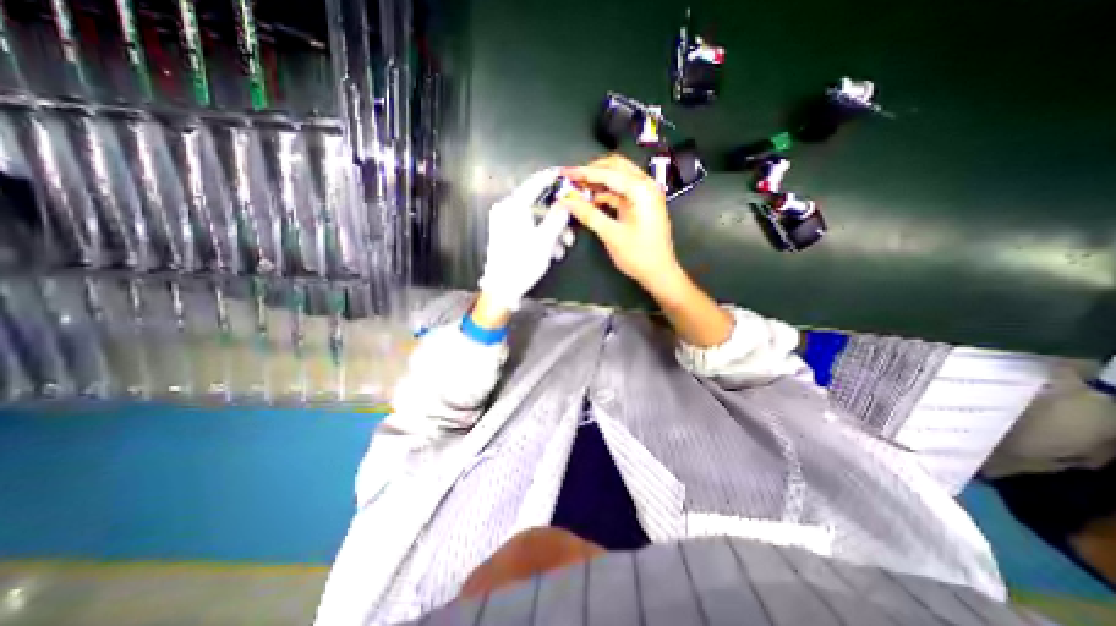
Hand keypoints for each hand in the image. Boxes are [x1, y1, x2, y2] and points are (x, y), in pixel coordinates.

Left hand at [476, 169, 573, 310]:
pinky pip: (529, 227)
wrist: (501, 289)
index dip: (554, 178)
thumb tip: (566, 202)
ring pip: (536, 218)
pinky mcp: (506, 233)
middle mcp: (507, 209)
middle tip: (571, 232)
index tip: (568, 175)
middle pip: (539, 204)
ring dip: (553, 232)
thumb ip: (557, 218)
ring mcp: (505, 222)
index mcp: (513, 206)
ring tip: (562, 249)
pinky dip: (542, 237)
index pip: (536, 183)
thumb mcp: (545, 240)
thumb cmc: (522, 263)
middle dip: (558, 219)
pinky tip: (552, 252)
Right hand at [563, 153, 729, 344]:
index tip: (563, 173)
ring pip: (618, 177)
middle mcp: (645, 185)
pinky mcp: (641, 204)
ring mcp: (645, 194)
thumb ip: (588, 214)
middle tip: (571, 181)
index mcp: (641, 190)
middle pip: (615, 167)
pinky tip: (590, 201)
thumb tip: (566, 199)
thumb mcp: (611, 234)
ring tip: (577, 190)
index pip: (608, 173)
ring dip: (597, 182)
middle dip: (592, 172)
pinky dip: (605, 193)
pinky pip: (620, 191)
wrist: (659, 273)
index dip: (583, 173)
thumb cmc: (638, 255)